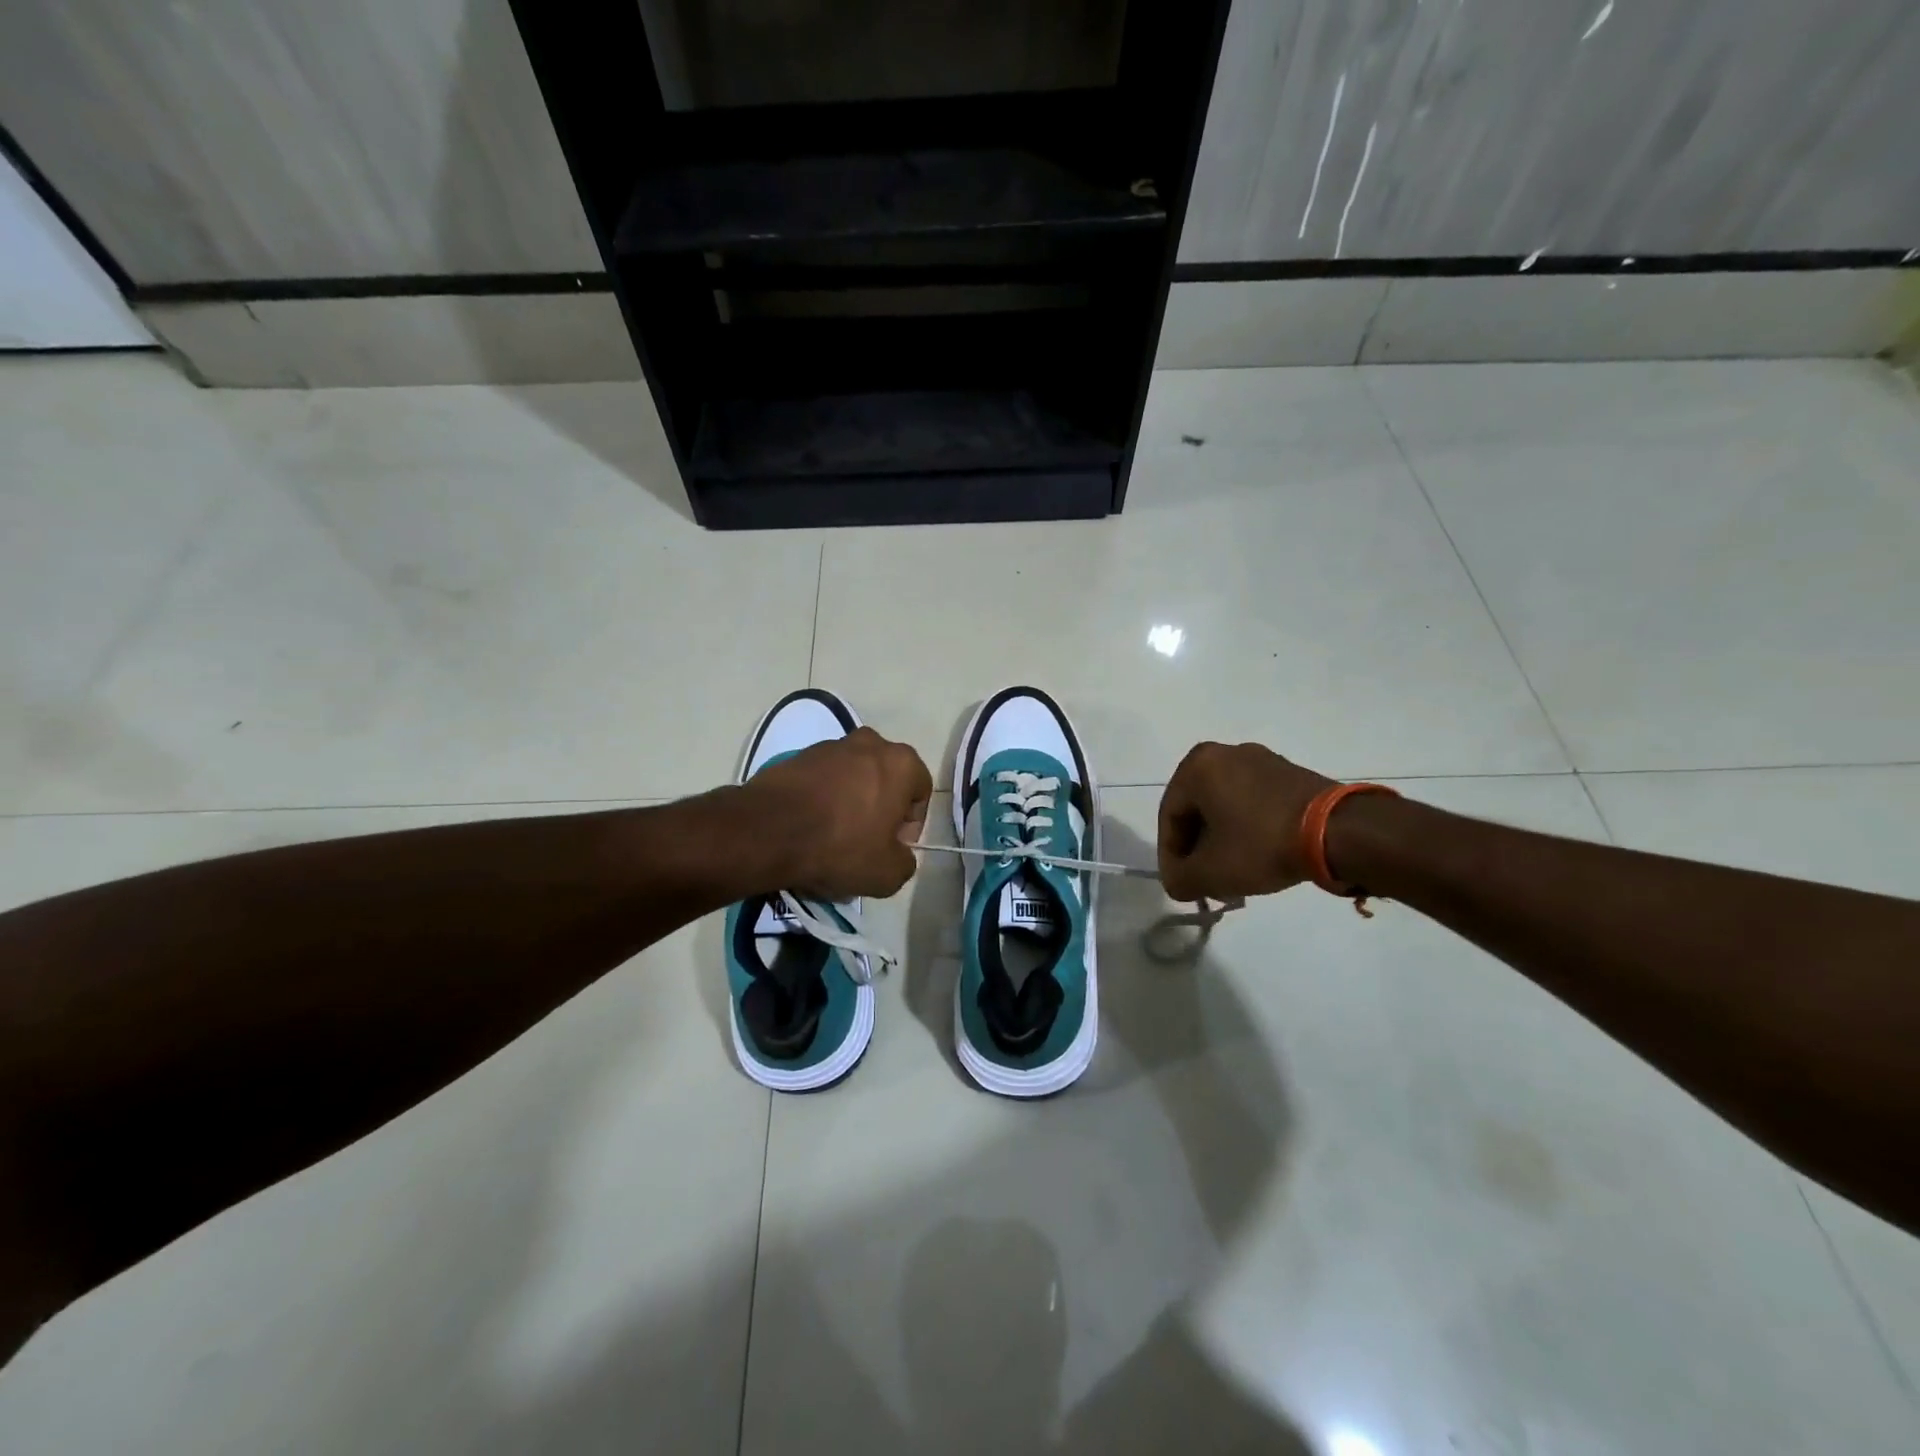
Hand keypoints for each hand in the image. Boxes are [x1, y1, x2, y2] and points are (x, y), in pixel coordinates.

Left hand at [747, 727, 932, 899]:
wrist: (768, 831)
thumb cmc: (840, 846)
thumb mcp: (888, 874)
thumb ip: (906, 861)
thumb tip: (898, 854)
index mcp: (902, 762)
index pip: (921, 792)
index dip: (911, 825)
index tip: (893, 848)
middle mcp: (871, 743)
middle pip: (886, 780)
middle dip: (881, 808)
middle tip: (866, 842)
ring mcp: (831, 746)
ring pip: (854, 777)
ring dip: (851, 802)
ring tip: (833, 837)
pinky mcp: (799, 755)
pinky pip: (823, 779)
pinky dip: (822, 799)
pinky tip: (809, 827)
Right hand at [1157, 742, 1334, 901]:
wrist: (1339, 831)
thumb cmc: (1261, 844)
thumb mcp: (1210, 873)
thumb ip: (1179, 879)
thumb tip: (1178, 881)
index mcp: (1196, 766)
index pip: (1169, 818)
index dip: (1171, 857)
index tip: (1183, 885)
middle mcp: (1224, 753)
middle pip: (1197, 809)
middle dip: (1198, 847)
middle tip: (1206, 879)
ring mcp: (1260, 759)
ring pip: (1226, 806)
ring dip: (1223, 839)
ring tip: (1234, 872)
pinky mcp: (1289, 772)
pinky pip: (1254, 801)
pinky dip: (1249, 828)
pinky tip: (1260, 855)